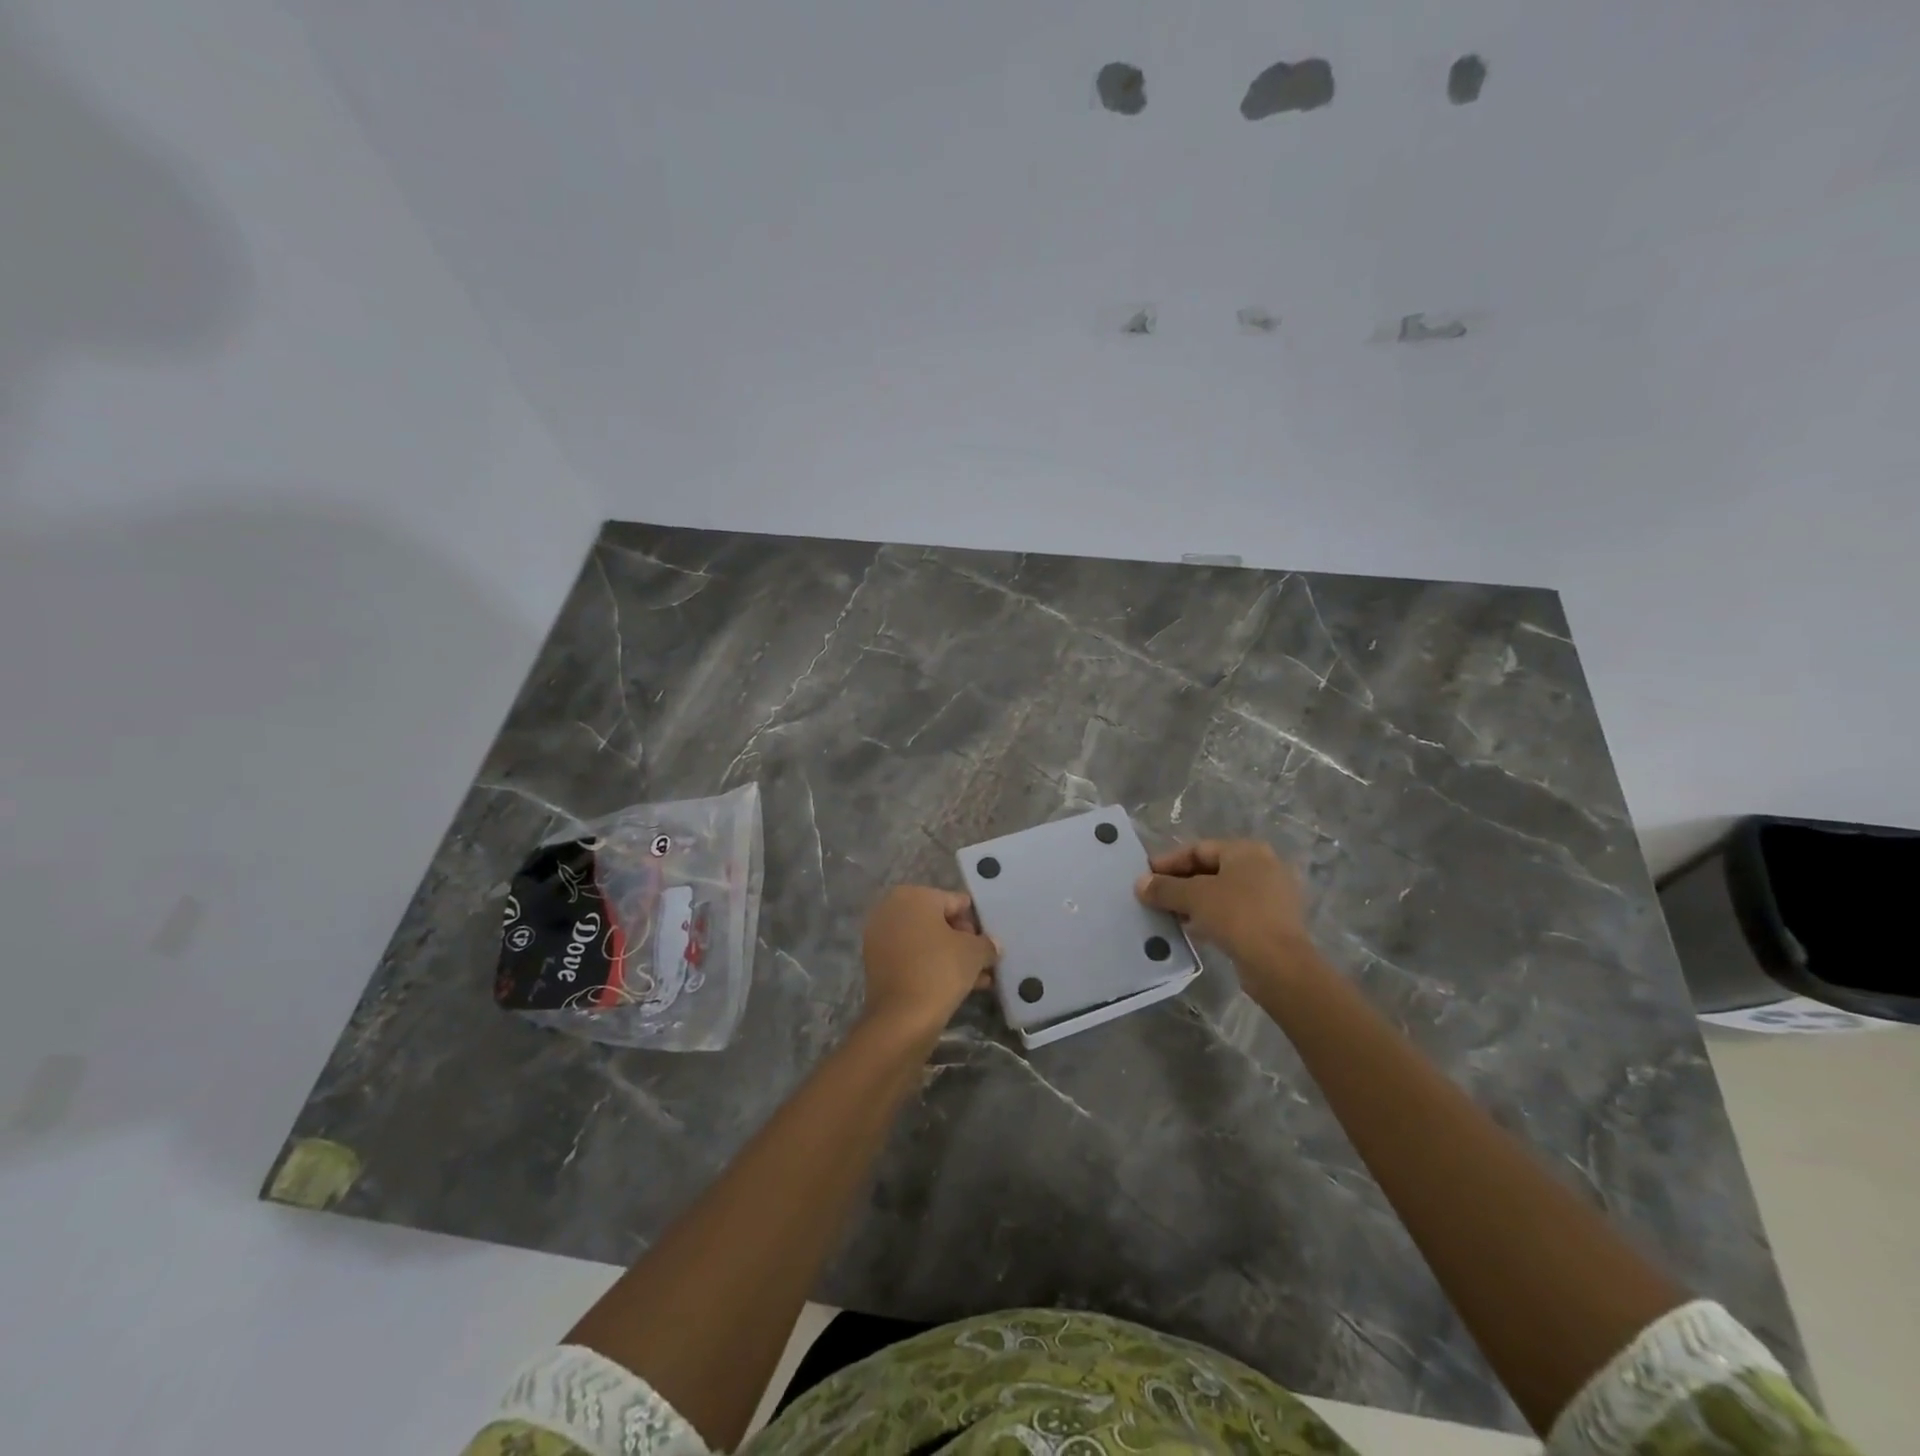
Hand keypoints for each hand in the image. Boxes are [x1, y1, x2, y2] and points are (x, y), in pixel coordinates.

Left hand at [860, 886, 998, 1039]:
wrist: (901, 1018)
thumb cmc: (940, 970)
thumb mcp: (975, 952)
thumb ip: (987, 943)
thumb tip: (991, 945)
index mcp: (913, 895)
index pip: (956, 902)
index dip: (976, 923)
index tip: (989, 945)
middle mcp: (891, 909)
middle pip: (939, 921)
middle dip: (963, 941)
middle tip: (983, 962)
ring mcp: (880, 936)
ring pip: (926, 942)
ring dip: (951, 957)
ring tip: (978, 979)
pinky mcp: (876, 964)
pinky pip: (912, 958)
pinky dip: (932, 967)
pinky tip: (958, 987)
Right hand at [1135, 839, 1320, 997]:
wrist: (1279, 964)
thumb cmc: (1236, 916)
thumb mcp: (1194, 897)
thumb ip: (1164, 888)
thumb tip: (1140, 884)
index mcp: (1247, 851)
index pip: (1198, 849)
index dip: (1168, 862)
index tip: (1145, 876)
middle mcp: (1262, 868)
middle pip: (1210, 870)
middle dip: (1179, 883)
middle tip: (1153, 897)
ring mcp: (1270, 896)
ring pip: (1221, 893)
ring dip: (1193, 902)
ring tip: (1167, 915)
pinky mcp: (1271, 923)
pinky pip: (1233, 913)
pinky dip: (1210, 917)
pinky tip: (1191, 930)